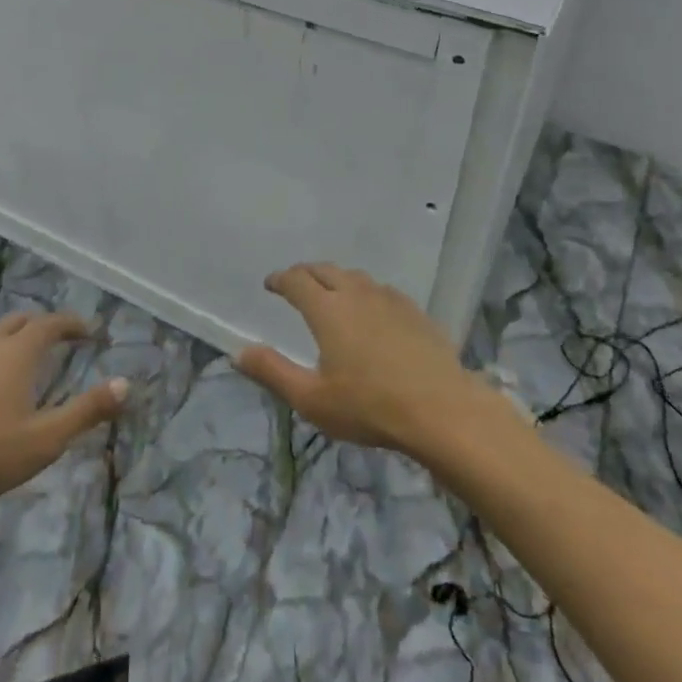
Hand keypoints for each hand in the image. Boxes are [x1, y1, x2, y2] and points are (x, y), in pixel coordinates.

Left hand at [0, 313, 126, 522]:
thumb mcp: (46, 438)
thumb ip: (86, 411)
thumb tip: (126, 384)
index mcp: (18, 352)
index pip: (50, 324)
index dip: (72, 324)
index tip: (89, 332)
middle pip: (19, 321)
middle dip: (41, 325)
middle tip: (58, 339)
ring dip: (11, 339)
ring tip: (21, 360)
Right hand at [237, 263, 487, 458]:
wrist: (442, 410)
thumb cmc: (370, 406)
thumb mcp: (312, 399)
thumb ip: (273, 372)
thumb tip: (238, 353)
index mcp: (327, 309)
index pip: (296, 280)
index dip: (280, 279)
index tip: (271, 284)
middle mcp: (356, 294)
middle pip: (326, 270)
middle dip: (306, 273)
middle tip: (296, 283)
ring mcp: (389, 300)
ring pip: (356, 277)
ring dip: (337, 279)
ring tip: (332, 293)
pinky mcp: (416, 312)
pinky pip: (382, 291)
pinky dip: (366, 293)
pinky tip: (372, 311)